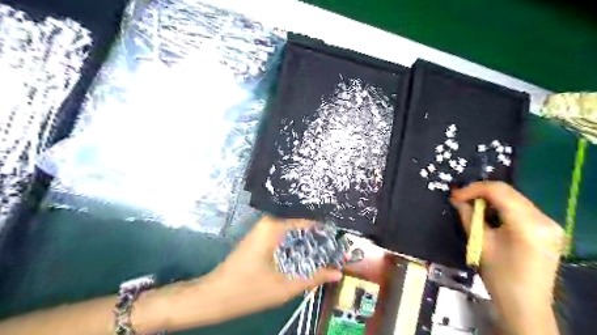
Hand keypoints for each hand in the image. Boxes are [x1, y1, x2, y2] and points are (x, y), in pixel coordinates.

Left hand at [202, 215, 339, 320]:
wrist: (213, 297)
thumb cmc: (247, 290)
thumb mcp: (285, 286)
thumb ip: (313, 277)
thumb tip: (338, 272)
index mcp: (273, 226)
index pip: (307, 221)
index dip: (324, 233)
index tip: (340, 243)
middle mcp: (269, 222)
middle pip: (300, 226)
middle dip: (318, 239)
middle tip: (336, 251)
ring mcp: (263, 230)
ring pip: (293, 233)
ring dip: (308, 244)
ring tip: (327, 254)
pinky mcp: (261, 239)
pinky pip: (284, 238)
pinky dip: (296, 247)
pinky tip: (307, 257)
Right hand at [450, 181, 562, 333]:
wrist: (524, 304)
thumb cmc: (499, 276)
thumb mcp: (480, 243)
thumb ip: (469, 217)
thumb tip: (457, 200)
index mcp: (527, 224)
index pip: (498, 191)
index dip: (472, 190)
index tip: (454, 196)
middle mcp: (543, 219)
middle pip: (508, 192)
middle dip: (480, 192)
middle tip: (460, 199)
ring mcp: (549, 224)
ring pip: (514, 198)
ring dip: (490, 199)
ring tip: (471, 206)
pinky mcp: (547, 229)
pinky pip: (520, 208)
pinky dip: (501, 207)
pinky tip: (488, 214)